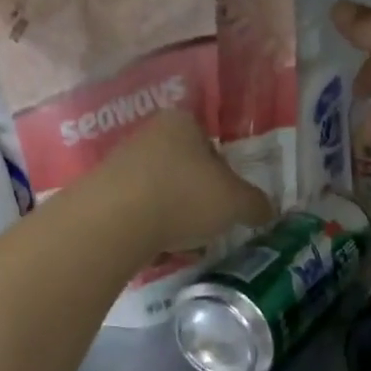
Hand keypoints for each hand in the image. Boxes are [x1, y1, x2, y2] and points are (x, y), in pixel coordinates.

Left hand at [104, 111, 274, 248]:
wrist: (114, 221)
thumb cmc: (184, 197)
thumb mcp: (235, 202)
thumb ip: (256, 204)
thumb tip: (268, 210)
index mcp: (183, 122)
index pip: (213, 146)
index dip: (226, 176)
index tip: (229, 203)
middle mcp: (150, 134)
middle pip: (186, 169)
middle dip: (199, 198)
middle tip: (210, 225)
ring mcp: (121, 162)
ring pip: (162, 191)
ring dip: (175, 215)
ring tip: (183, 242)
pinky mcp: (102, 192)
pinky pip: (138, 210)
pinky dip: (150, 227)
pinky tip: (156, 248)